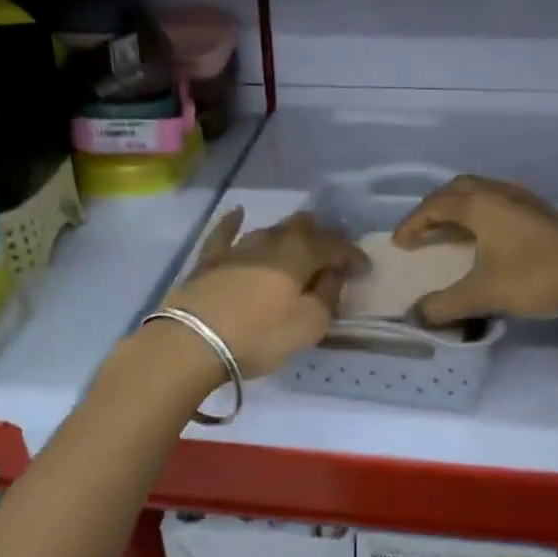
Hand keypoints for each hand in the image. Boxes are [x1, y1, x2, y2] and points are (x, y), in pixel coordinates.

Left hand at [164, 209, 364, 377]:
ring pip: (270, 230)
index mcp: (300, 252)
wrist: (193, 341)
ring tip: (298, 251)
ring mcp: (237, 246)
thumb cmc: (260, 335)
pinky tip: (238, 214)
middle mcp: (271, 239)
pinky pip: (225, 232)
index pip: (336, 245)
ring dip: (288, 237)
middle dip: (322, 239)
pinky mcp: (210, 260)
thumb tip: (331, 276)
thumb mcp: (310, 324)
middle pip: (303, 227)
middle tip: (331, 261)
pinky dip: (234, 222)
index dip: (353, 256)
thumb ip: (328, 296)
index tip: (364, 272)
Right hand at [392, 176, 557, 323]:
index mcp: (480, 205)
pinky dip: (485, 213)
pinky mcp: (546, 212)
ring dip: (463, 207)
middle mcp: (501, 193)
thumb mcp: (485, 294)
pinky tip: (493, 237)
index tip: (400, 244)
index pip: (435, 206)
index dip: (413, 223)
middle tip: (424, 229)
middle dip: (436, 206)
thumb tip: (417, 314)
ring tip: (454, 230)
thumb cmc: (538, 276)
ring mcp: (527, 200)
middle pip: (459, 188)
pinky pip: (503, 202)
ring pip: (485, 192)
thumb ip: (446, 305)